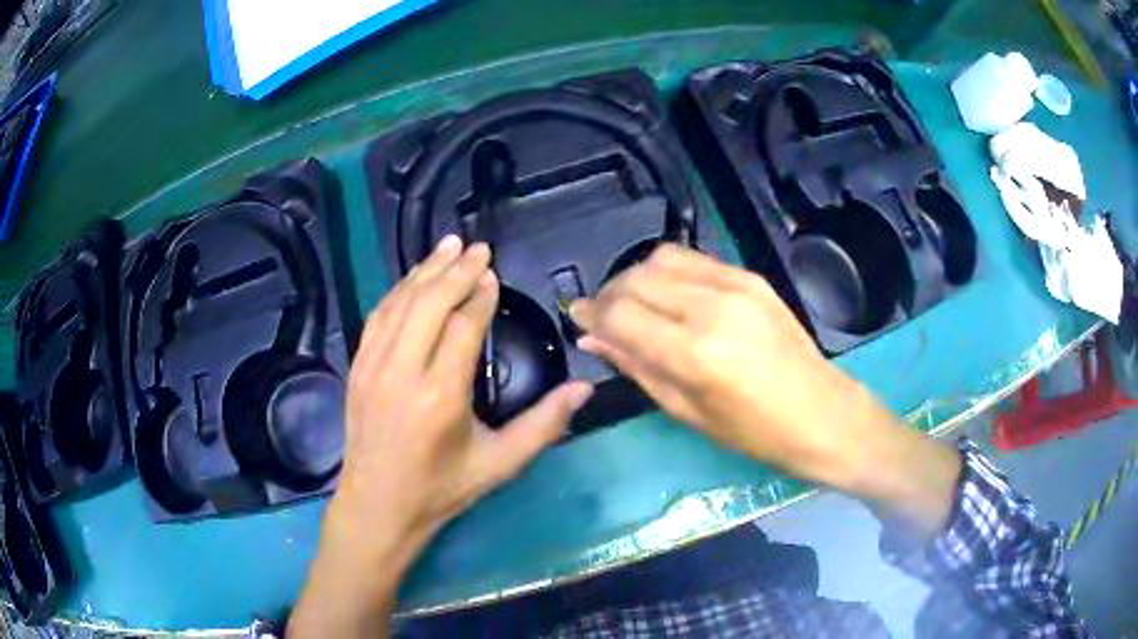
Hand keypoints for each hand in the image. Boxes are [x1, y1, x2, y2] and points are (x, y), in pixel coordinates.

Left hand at [290, 236, 592, 637]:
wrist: (378, 507)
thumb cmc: (442, 490)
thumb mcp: (500, 465)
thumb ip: (544, 425)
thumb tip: (584, 389)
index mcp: (440, 397)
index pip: (462, 327)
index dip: (480, 296)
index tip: (494, 275)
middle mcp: (401, 373)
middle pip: (428, 304)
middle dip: (455, 271)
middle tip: (478, 249)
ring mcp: (372, 368)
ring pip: (399, 304)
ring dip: (424, 272)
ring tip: (448, 247)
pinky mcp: (356, 369)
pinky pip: (377, 318)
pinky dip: (397, 292)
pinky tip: (413, 280)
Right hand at [570, 245, 959, 536]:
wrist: (822, 413)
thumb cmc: (755, 432)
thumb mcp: (688, 411)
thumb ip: (637, 367)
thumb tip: (593, 340)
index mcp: (693, 352)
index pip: (620, 315)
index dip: (591, 315)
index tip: (576, 319)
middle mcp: (711, 306)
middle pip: (636, 278)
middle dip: (609, 295)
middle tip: (603, 318)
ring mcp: (735, 284)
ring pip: (662, 258)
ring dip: (636, 278)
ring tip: (634, 305)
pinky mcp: (751, 276)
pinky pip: (694, 259)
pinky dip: (669, 272)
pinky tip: (670, 296)